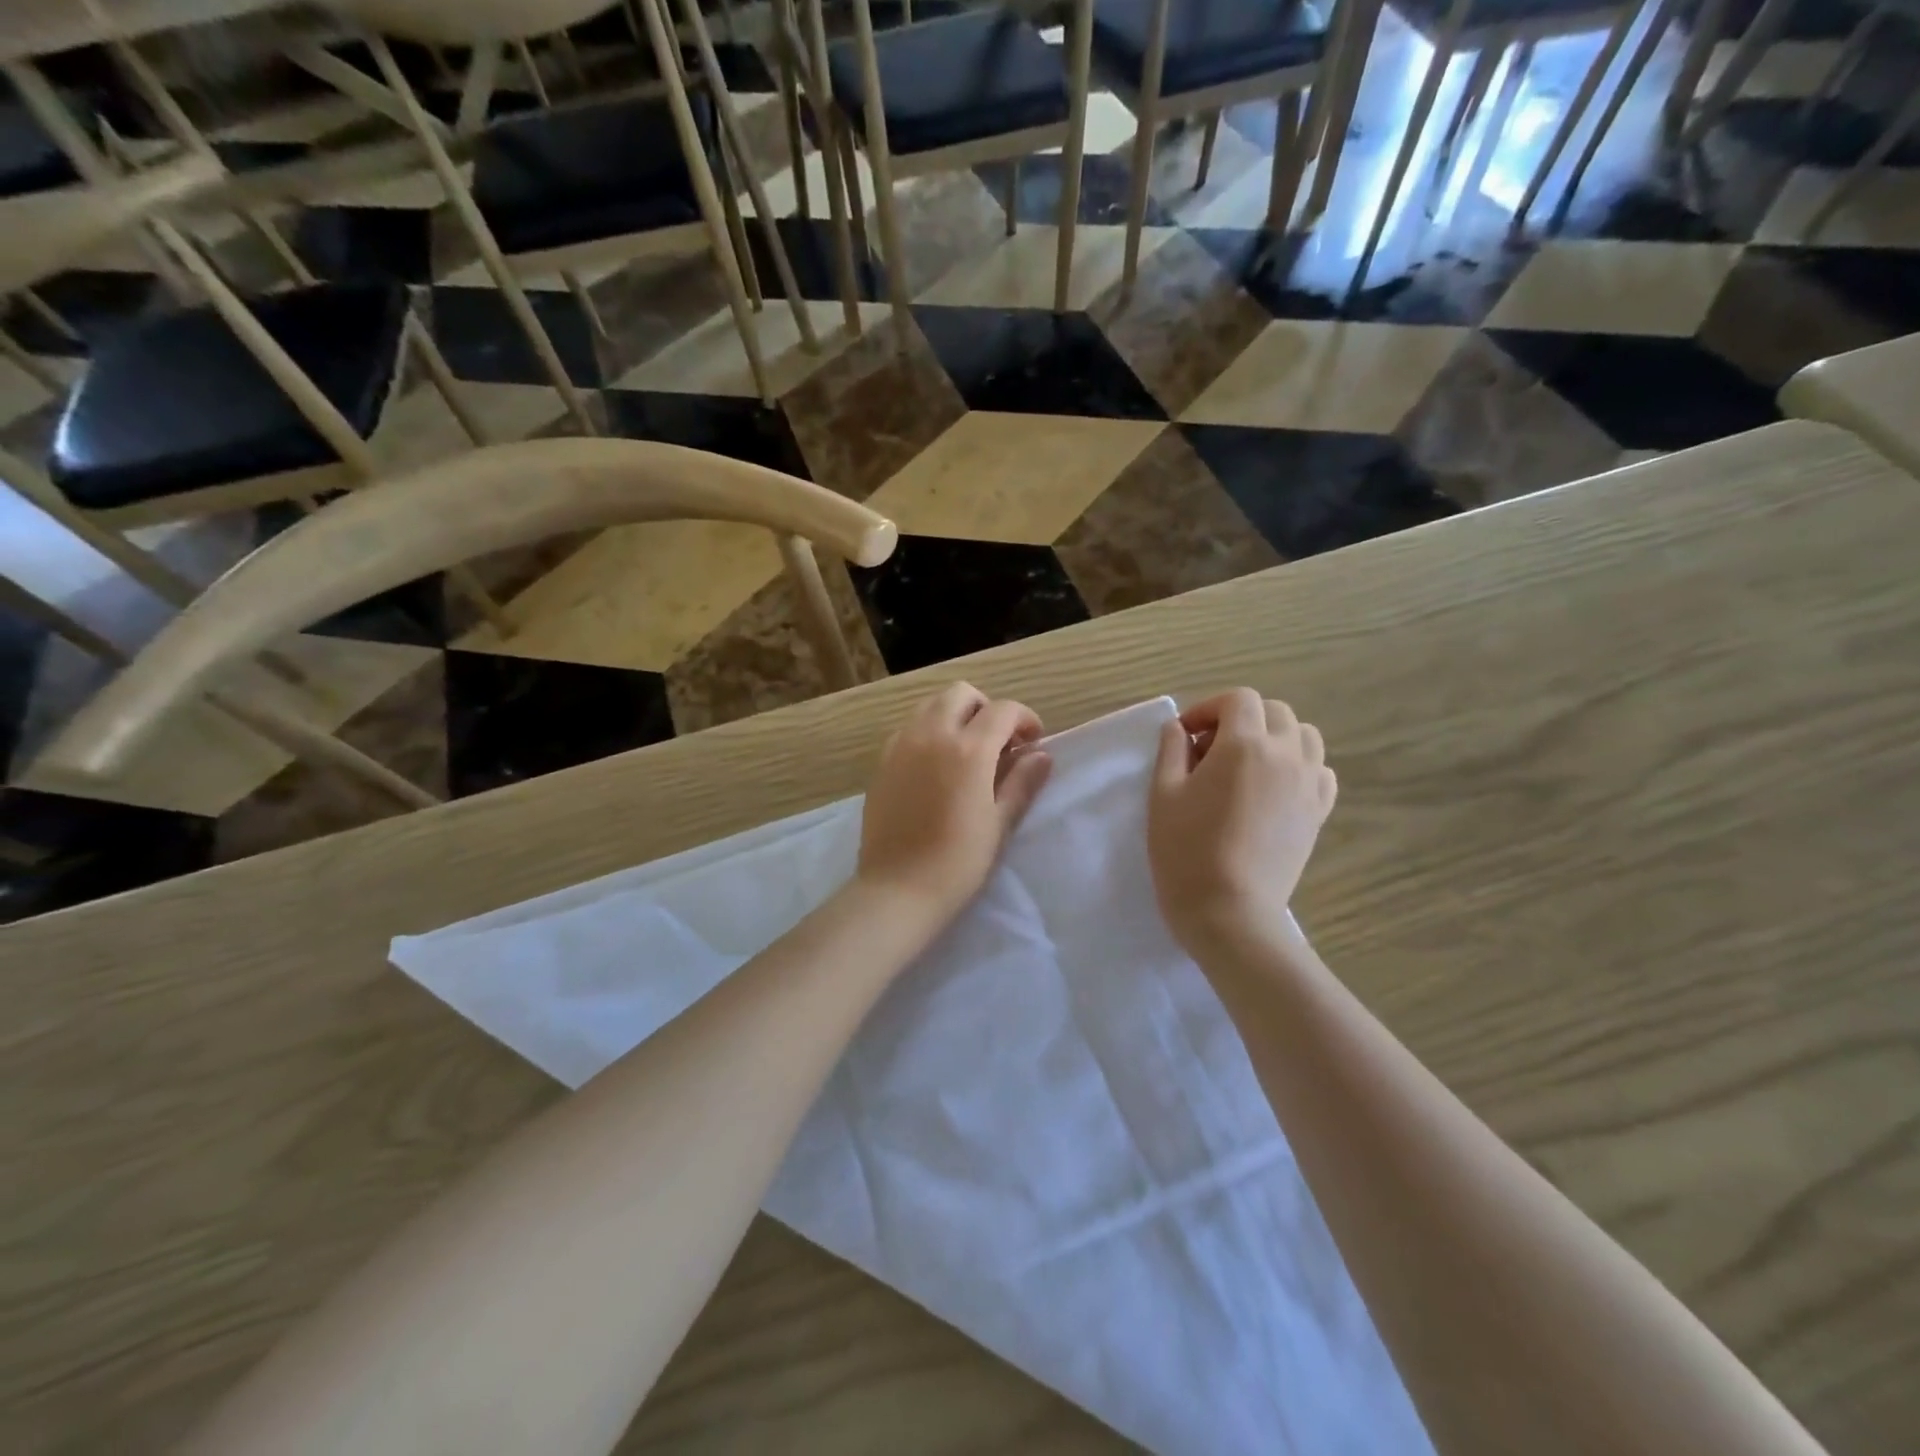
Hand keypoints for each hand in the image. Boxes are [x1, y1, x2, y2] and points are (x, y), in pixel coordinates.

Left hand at [857, 683, 1053, 922]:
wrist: (898, 889)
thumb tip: (1041, 755)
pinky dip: (928, 731)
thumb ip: (1022, 782)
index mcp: (968, 749)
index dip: (1025, 719)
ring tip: (967, 750)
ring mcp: (901, 745)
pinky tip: (936, 765)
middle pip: (962, 694)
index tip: (1033, 742)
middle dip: (987, 708)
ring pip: (930, 705)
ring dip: (955, 715)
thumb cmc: (958, 862)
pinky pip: (908, 727)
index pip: (1003, 710)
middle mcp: (931, 734)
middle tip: (999, 742)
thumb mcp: (999, 823)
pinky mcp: (882, 761)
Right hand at [1149, 689, 1336, 962]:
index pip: (1238, 700)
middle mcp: (1286, 755)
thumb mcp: (1162, 795)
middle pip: (1274, 711)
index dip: (1208, 708)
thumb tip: (1179, 728)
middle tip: (1210, 751)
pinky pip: (1320, 771)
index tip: (1186, 736)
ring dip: (1275, 737)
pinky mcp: (1318, 813)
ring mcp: (1308, 784)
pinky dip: (1299, 766)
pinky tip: (1273, 788)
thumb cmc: (1186, 851)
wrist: (1229, 912)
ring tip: (1246, 765)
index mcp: (1244, 745)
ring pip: (1304, 736)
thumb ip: (1171, 750)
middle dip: (1240, 719)